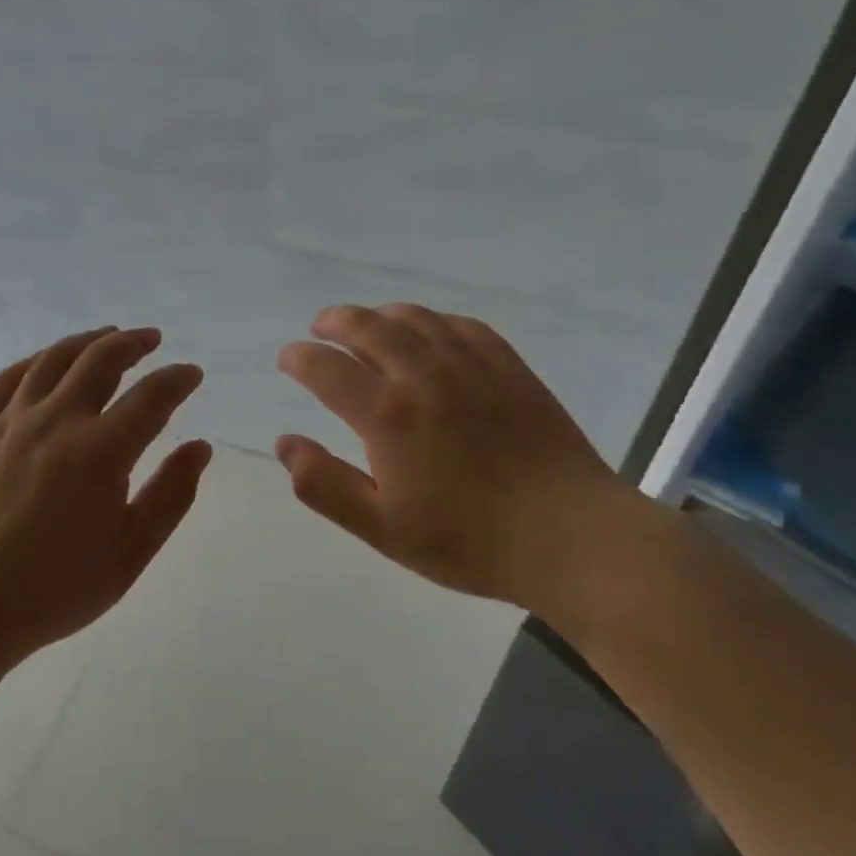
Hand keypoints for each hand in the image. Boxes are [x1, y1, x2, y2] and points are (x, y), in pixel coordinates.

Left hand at [0, 326, 210, 694]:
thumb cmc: (56, 589)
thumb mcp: (130, 553)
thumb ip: (171, 495)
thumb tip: (200, 446)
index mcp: (99, 453)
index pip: (151, 397)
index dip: (177, 380)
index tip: (191, 374)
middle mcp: (56, 422)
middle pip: (100, 360)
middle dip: (133, 343)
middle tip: (152, 340)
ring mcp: (11, 422)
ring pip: (53, 359)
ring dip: (87, 341)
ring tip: (107, 336)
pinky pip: (7, 379)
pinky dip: (35, 361)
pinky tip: (47, 362)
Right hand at [276, 303, 641, 624]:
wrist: (571, 536)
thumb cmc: (470, 540)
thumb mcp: (384, 528)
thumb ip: (325, 485)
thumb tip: (285, 443)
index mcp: (388, 413)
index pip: (326, 367)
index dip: (300, 357)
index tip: (288, 358)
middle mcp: (423, 373)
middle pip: (367, 325)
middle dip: (334, 321)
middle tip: (320, 328)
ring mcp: (469, 364)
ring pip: (413, 317)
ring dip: (379, 314)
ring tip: (367, 325)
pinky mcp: (508, 365)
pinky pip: (460, 324)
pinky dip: (431, 320)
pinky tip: (429, 333)